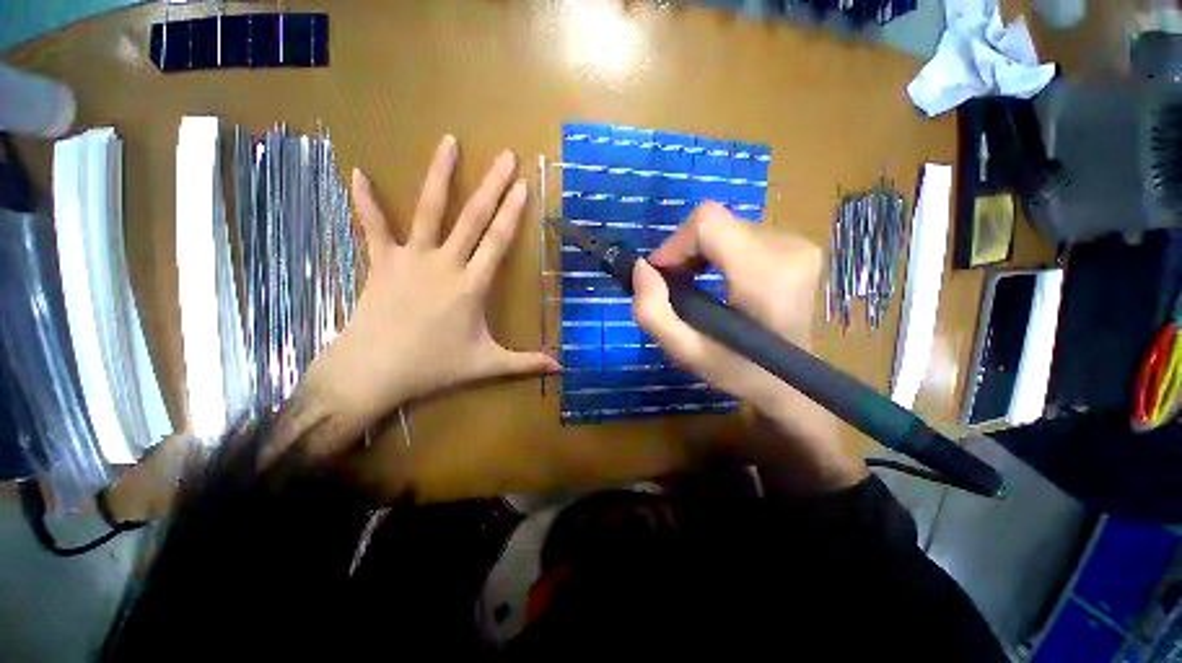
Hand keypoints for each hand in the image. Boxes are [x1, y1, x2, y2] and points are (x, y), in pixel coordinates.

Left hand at [293, 136, 557, 458]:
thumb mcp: (486, 365)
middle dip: (492, 185)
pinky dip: (364, 202)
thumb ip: (525, 363)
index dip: (512, 212)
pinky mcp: (381, 262)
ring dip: (439, 175)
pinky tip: (357, 174)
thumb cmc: (433, 367)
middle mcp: (444, 263)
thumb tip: (560, 370)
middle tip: (505, 156)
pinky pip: (372, 227)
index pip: (497, 241)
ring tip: (448, 142)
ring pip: (428, 210)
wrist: (373, 371)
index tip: (523, 185)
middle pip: (473, 217)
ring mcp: (410, 258)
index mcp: (471, 285)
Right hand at [632, 202, 865, 490]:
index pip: (708, 222)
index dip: (675, 243)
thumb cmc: (738, 371)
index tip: (663, 276)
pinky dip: (719, 252)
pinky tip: (718, 280)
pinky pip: (741, 233)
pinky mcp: (798, 245)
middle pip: (715, 222)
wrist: (791, 382)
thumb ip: (652, 312)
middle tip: (677, 287)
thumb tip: (642, 267)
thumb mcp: (684, 352)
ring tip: (697, 286)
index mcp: (765, 275)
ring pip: (726, 226)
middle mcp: (789, 248)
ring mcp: (799, 244)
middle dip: (685, 251)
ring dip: (701, 253)